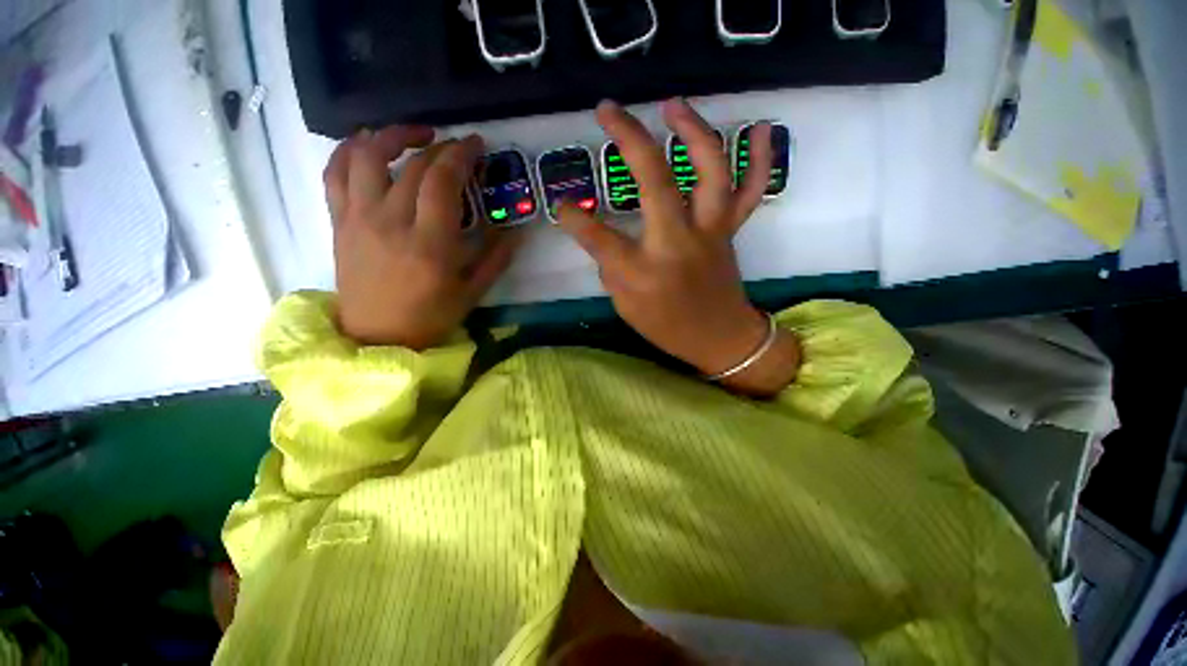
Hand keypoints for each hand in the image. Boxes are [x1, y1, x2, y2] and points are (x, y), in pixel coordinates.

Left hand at [324, 127, 516, 349]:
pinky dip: (349, 149)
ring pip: (366, 156)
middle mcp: (390, 223)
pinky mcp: (339, 222)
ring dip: (392, 134)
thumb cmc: (431, 316)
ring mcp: (359, 219)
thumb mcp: (474, 291)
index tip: (476, 145)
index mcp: (429, 244)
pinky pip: (334, 173)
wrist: (378, 336)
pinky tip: (367, 143)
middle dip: (440, 147)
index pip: (442, 181)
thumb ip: (497, 258)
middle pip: (413, 166)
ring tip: (414, 135)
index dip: (460, 155)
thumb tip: (518, 231)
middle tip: (457, 148)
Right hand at [557, 100, 799, 395]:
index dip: (575, 219)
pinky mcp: (729, 230)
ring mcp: (709, 232)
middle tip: (608, 109)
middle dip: (629, 140)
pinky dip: (759, 158)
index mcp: (644, 272)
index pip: (599, 238)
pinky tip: (759, 127)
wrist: (721, 338)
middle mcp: (677, 244)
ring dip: (692, 131)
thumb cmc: (668, 328)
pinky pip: (750, 190)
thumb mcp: (626, 307)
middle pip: (655, 183)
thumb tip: (603, 237)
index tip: (561, 206)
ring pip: (709, 172)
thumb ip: (611, 268)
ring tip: (672, 104)